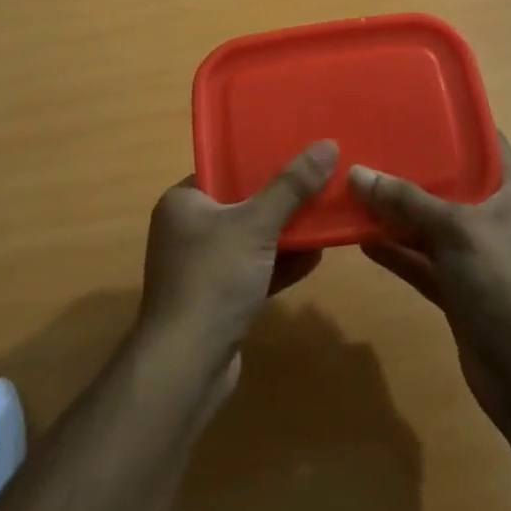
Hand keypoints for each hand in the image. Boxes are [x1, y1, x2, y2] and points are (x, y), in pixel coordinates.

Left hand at [137, 140, 336, 380]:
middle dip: (281, 198)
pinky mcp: (218, 300)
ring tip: (326, 215)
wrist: (187, 365)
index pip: (223, 169)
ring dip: (286, 232)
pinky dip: (280, 264)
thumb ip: (292, 186)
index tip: (298, 151)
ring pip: (251, 240)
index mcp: (183, 202)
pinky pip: (254, 270)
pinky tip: (316, 257)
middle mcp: (187, 230)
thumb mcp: (256, 224)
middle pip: (242, 204)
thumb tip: (327, 144)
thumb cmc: (213, 279)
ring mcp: (202, 268)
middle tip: (321, 182)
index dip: (260, 159)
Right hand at [351, 133, 510, 426]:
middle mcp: (493, 220)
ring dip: (396, 212)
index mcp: (510, 194)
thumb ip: (406, 200)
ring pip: (429, 225)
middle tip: (371, 142)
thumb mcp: (455, 229)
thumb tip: (357, 172)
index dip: (459, 124)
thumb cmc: (503, 282)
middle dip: (413, 168)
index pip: (488, 144)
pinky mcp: (457, 290)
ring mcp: (474, 257)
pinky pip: (420, 261)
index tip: (419, 105)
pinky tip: (360, 238)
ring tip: (355, 187)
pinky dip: (395, 251)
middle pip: (450, 184)